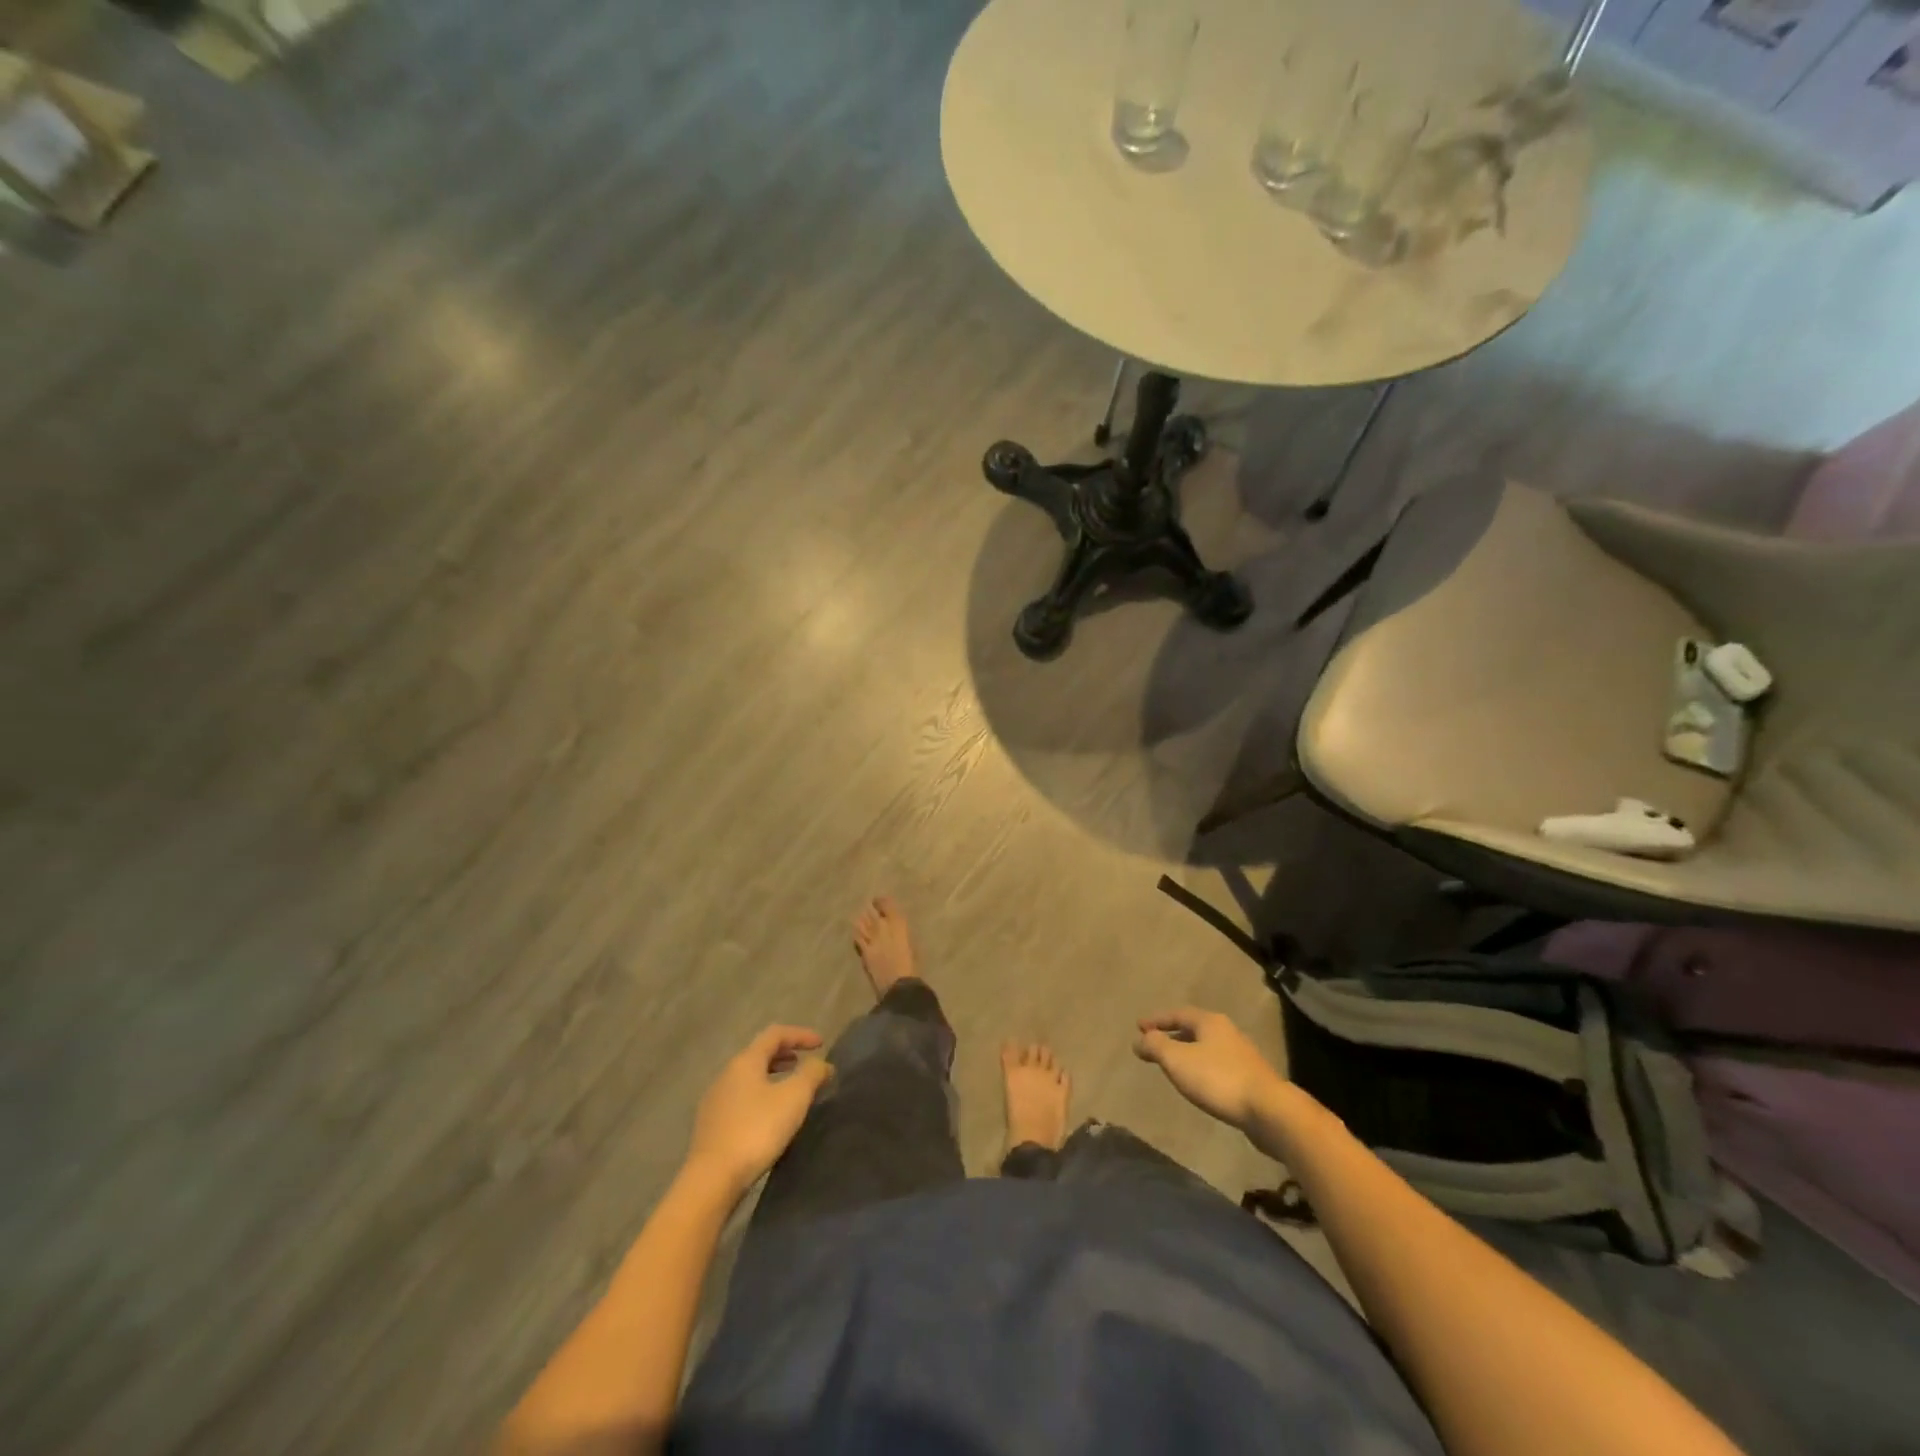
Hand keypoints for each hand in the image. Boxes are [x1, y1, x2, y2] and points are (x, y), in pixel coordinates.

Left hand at [686, 1025, 832, 1197]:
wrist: (712, 1179)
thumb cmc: (756, 1130)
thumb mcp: (794, 1098)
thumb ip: (811, 1074)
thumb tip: (822, 1064)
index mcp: (745, 1061)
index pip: (775, 1034)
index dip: (800, 1034)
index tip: (821, 1044)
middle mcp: (726, 1074)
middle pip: (759, 1053)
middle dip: (785, 1054)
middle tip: (805, 1063)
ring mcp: (715, 1100)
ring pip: (749, 1077)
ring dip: (773, 1075)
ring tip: (791, 1089)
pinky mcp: (711, 1125)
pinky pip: (741, 1098)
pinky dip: (761, 1095)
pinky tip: (770, 1116)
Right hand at [1133, 1007, 1282, 1129]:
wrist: (1269, 1110)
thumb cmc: (1218, 1079)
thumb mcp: (1178, 1060)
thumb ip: (1155, 1046)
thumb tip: (1138, 1040)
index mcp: (1210, 1022)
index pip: (1178, 1014)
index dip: (1157, 1020)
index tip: (1139, 1026)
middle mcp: (1227, 1032)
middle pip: (1194, 1028)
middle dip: (1172, 1035)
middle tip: (1154, 1044)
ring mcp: (1242, 1055)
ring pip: (1207, 1047)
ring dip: (1187, 1052)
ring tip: (1173, 1065)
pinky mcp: (1250, 1078)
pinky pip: (1217, 1065)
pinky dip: (1201, 1068)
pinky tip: (1198, 1083)